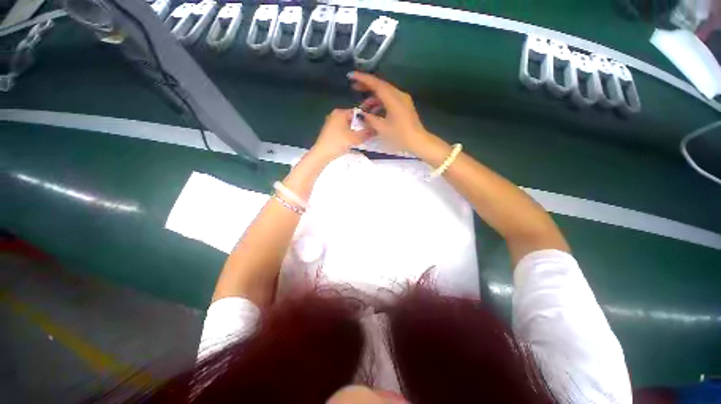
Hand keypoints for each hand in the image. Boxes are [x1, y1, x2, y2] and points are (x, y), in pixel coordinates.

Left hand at [311, 108, 372, 161]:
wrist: (322, 154)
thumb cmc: (337, 143)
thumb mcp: (354, 138)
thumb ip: (366, 133)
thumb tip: (376, 130)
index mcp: (340, 112)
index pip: (358, 112)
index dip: (366, 120)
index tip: (372, 128)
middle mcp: (335, 115)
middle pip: (353, 119)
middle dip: (361, 126)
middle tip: (368, 134)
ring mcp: (331, 123)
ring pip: (348, 125)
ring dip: (355, 131)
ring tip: (362, 139)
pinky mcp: (329, 131)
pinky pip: (343, 130)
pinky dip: (348, 134)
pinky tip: (352, 142)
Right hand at [348, 72, 430, 152]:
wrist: (417, 141)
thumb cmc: (400, 135)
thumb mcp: (382, 128)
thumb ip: (370, 119)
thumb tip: (361, 113)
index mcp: (393, 98)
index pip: (376, 84)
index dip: (363, 79)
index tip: (351, 75)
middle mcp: (398, 95)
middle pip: (380, 86)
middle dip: (367, 86)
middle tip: (354, 87)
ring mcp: (403, 100)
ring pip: (385, 93)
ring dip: (373, 98)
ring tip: (363, 106)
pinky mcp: (404, 106)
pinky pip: (389, 99)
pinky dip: (380, 103)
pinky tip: (374, 111)